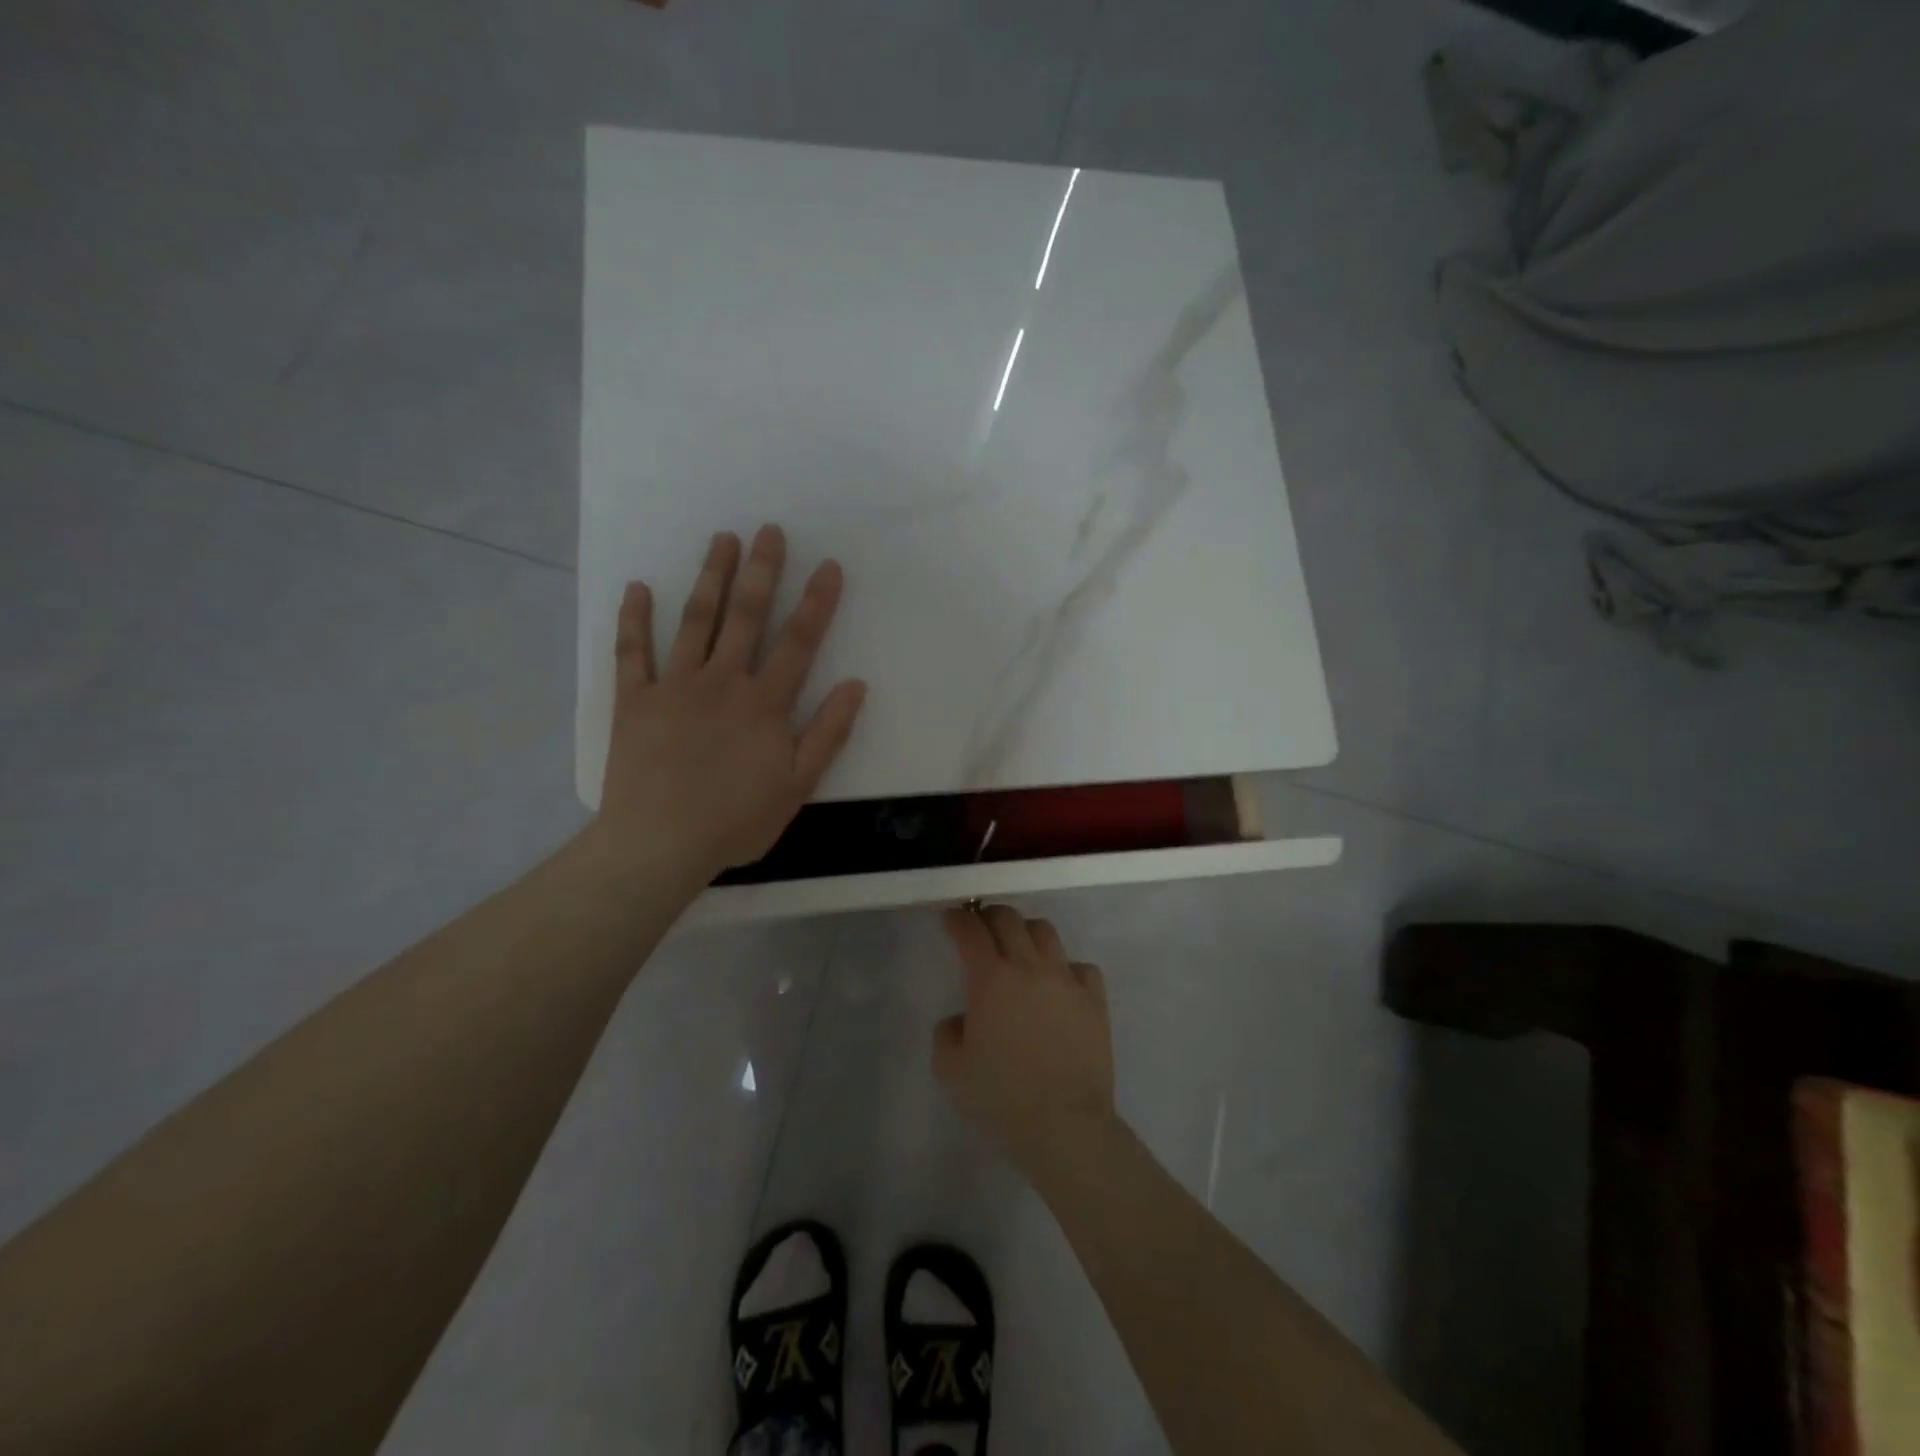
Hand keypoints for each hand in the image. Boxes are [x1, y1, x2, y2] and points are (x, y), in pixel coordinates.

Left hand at [596, 524, 866, 881]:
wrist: (659, 844)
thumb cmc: (736, 820)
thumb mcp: (798, 785)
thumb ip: (828, 733)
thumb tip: (856, 685)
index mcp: (764, 703)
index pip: (798, 642)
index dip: (816, 603)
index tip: (829, 566)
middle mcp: (722, 682)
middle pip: (745, 617)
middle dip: (761, 571)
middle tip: (769, 530)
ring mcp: (674, 686)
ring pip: (695, 621)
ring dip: (710, 577)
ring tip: (722, 539)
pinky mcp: (634, 700)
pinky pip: (632, 652)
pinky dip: (633, 619)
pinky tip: (638, 588)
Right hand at [934, 905, 1116, 1179]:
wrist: (1063, 1122)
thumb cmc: (1001, 1096)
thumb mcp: (950, 1069)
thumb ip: (947, 1033)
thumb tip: (962, 1019)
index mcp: (991, 979)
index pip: (970, 931)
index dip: (957, 919)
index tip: (950, 918)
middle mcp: (1029, 967)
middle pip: (1008, 918)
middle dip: (989, 915)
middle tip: (980, 927)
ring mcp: (1066, 979)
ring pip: (1045, 932)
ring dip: (1025, 932)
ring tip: (1019, 948)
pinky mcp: (1094, 998)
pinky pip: (1080, 966)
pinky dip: (1065, 967)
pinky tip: (1059, 984)